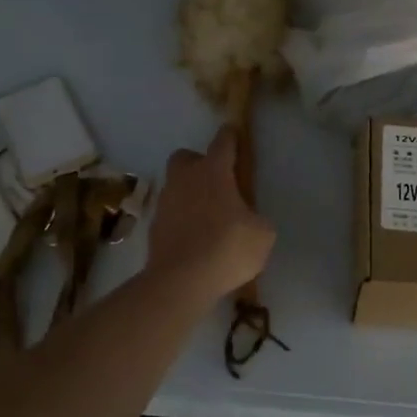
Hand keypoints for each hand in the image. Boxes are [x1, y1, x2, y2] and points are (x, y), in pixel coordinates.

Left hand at [146, 127, 274, 297]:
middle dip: (199, 163)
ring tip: (208, 217)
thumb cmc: (227, 248)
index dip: (231, 136)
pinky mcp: (154, 227)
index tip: (235, 134)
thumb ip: (256, 219)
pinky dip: (181, 220)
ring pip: (176, 186)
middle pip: (186, 157)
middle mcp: (185, 179)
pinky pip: (171, 214)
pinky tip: (195, 239)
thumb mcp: (262, 234)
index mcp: (214, 171)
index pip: (223, 141)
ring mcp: (165, 202)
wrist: (180, 281)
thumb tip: (249, 220)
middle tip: (216, 182)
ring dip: (189, 194)